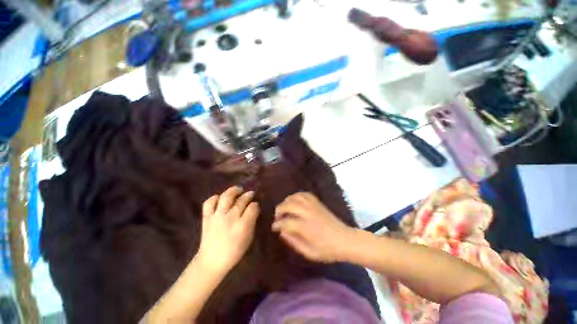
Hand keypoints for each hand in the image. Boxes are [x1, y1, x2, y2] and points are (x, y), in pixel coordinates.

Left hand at [197, 186, 259, 272]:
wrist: (212, 261)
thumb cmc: (234, 251)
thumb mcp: (249, 238)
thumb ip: (252, 221)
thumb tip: (254, 209)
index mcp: (243, 225)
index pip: (252, 207)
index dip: (255, 204)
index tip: (256, 205)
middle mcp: (230, 218)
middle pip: (241, 200)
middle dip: (248, 195)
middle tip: (250, 194)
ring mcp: (217, 216)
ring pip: (226, 197)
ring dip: (233, 190)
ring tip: (238, 190)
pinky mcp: (206, 217)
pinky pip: (209, 203)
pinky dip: (215, 198)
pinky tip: (220, 198)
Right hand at [272, 192, 355, 262]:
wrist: (345, 240)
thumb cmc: (328, 250)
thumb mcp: (309, 253)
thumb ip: (294, 242)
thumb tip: (282, 232)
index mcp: (306, 228)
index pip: (286, 222)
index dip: (277, 224)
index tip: (274, 227)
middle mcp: (308, 214)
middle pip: (289, 205)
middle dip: (280, 209)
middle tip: (277, 216)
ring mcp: (314, 206)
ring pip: (296, 197)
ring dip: (287, 201)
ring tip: (284, 207)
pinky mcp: (318, 203)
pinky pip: (305, 194)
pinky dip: (297, 195)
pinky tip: (295, 201)